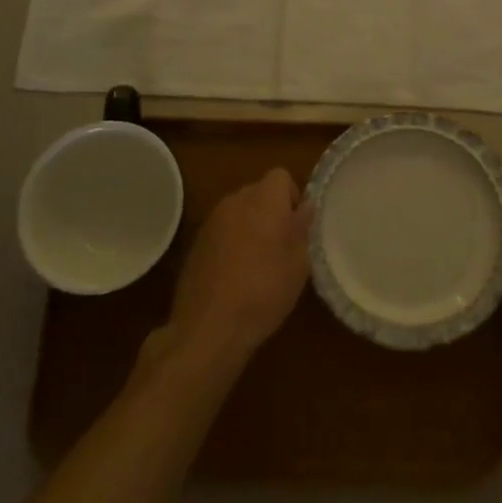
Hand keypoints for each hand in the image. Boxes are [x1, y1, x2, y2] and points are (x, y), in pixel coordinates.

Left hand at [164, 167, 312, 372]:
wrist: (209, 326)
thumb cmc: (264, 291)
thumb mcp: (299, 264)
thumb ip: (304, 228)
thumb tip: (306, 206)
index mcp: (264, 199)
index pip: (281, 176)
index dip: (292, 196)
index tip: (297, 225)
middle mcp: (236, 200)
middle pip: (258, 192)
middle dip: (271, 210)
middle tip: (281, 245)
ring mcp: (212, 221)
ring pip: (239, 211)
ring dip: (250, 226)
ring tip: (258, 262)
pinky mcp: (196, 242)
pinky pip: (222, 230)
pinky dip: (231, 242)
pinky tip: (235, 274)